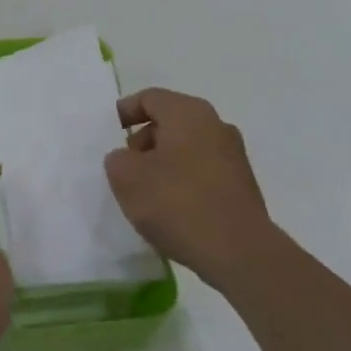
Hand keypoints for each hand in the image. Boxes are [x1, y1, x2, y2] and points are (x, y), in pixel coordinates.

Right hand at [104, 88, 275, 290]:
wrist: (239, 252)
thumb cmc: (177, 203)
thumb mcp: (127, 178)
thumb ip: (117, 159)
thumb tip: (128, 159)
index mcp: (187, 112)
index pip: (149, 98)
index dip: (125, 112)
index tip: (109, 135)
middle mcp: (215, 124)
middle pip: (169, 121)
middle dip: (143, 141)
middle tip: (125, 167)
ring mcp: (233, 155)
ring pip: (186, 147)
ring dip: (162, 163)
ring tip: (145, 193)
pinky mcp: (241, 184)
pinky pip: (202, 170)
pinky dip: (182, 180)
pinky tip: (171, 208)